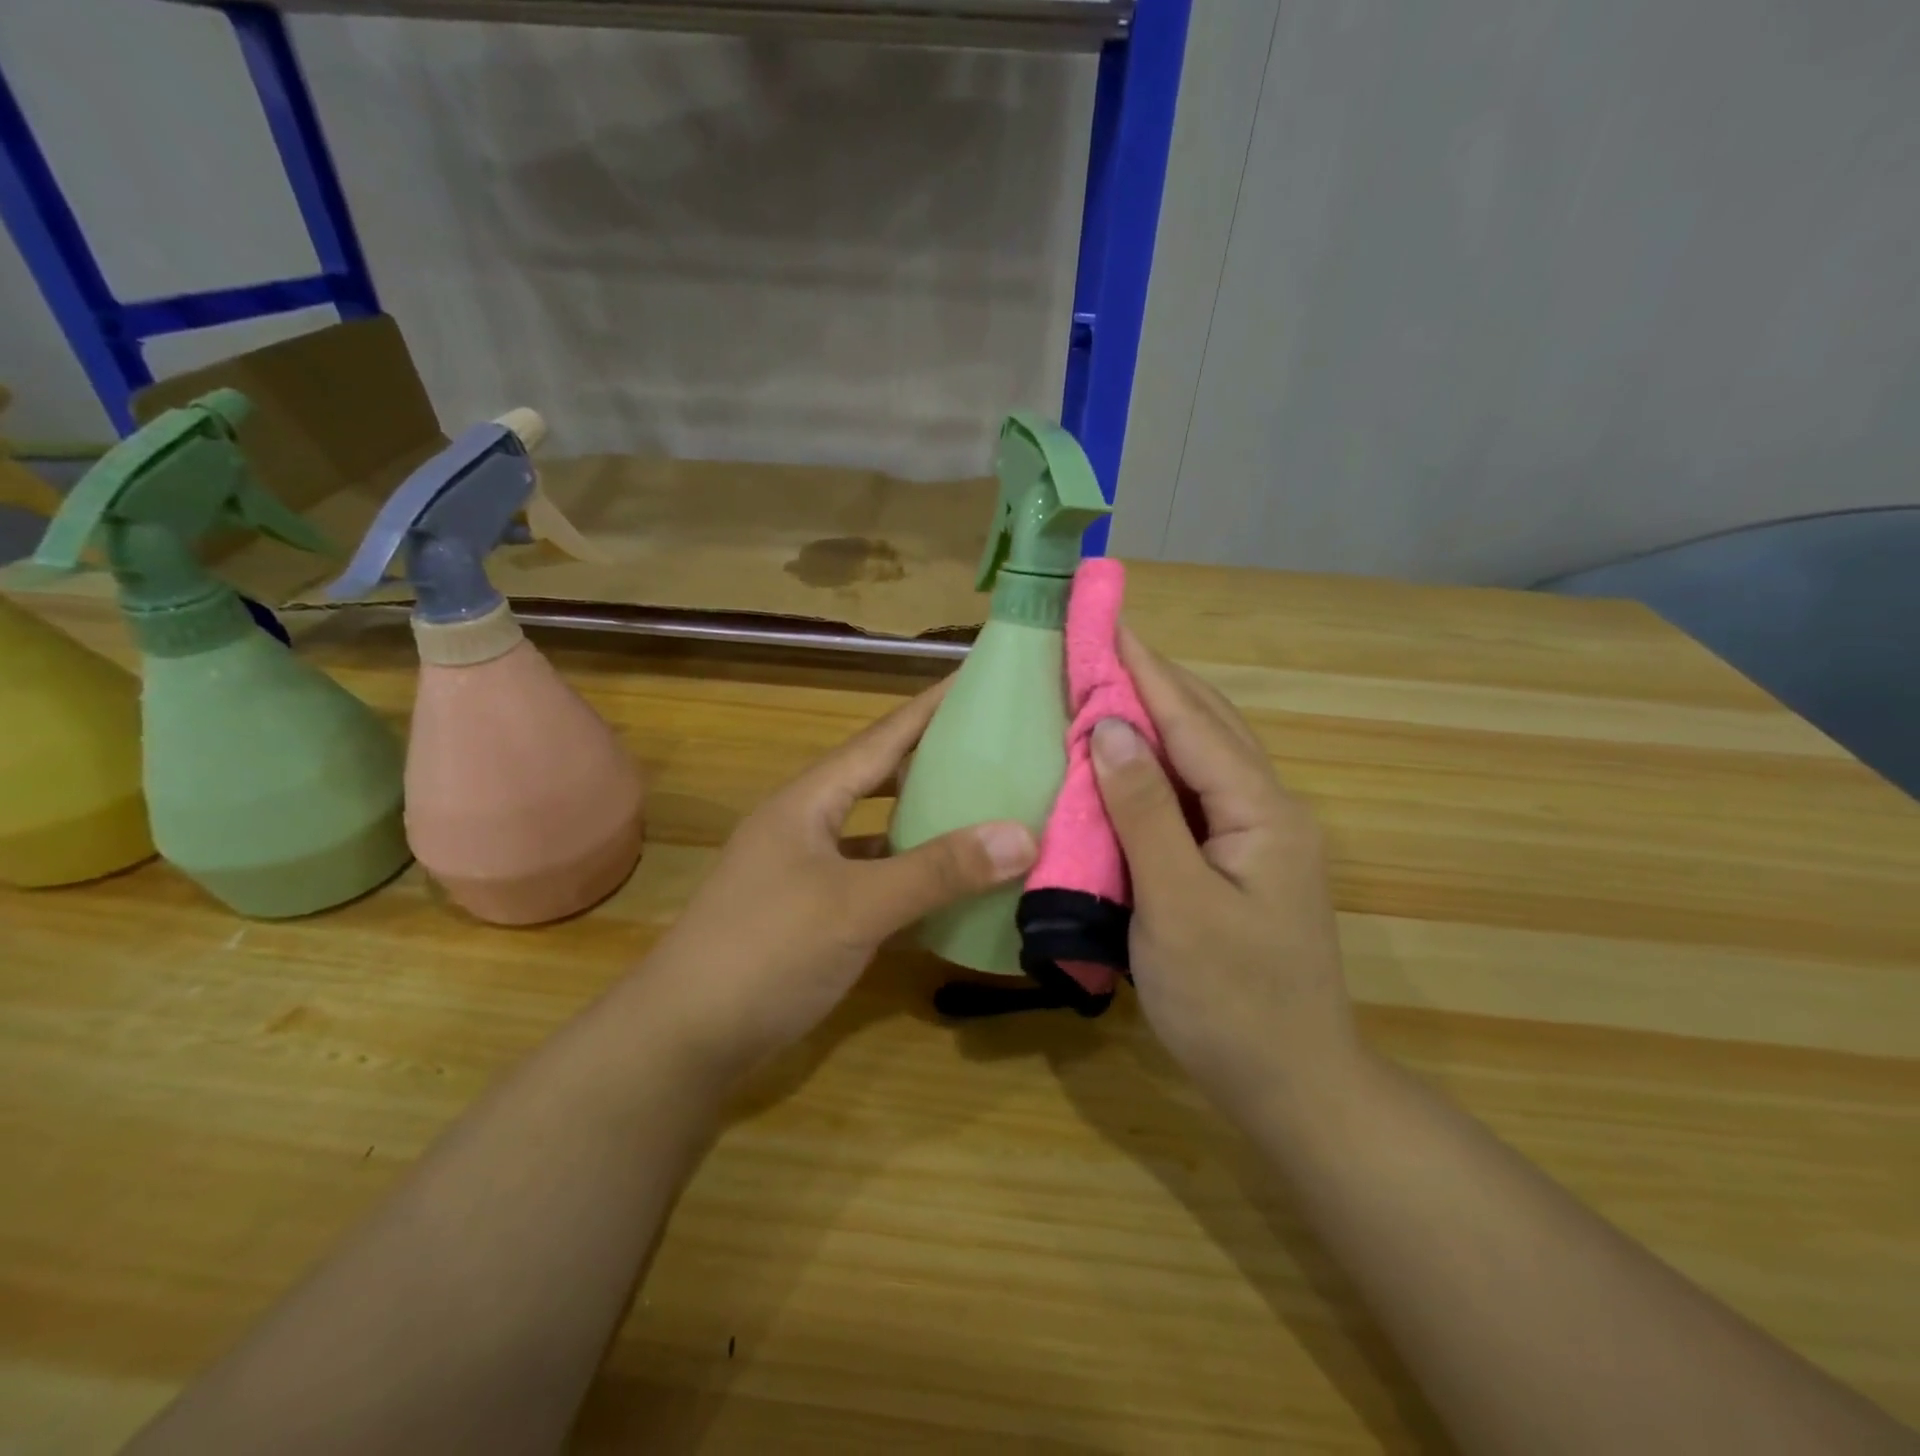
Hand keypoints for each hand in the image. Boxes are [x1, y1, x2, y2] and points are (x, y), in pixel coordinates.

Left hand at [639, 680, 1037, 1083]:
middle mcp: (807, 825)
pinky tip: (951, 887)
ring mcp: (807, 872)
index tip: (978, 680)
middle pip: (880, 778)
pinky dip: (912, 879)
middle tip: (996, 747)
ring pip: (879, 833)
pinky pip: (875, 881)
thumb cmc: (766, 951)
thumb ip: (937, 871)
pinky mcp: (813, 914)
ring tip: (984, 809)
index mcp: (809, 801)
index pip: (881, 737)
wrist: (685, 1039)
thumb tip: (1023, 834)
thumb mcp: (856, 906)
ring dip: (925, 822)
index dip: (930, 707)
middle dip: (933, 760)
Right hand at [1092, 629, 1356, 1115]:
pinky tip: (1128, 757)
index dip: (1145, 670)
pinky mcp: (1240, 860)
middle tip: (1099, 645)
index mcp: (1262, 811)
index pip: (1193, 722)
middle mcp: (1269, 809)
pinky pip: (1195, 792)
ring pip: (1204, 755)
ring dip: (1157, 715)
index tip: (1105, 623)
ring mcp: (1259, 835)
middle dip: (1154, 680)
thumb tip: (1112, 726)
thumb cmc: (1229, 1001)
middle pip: (1207, 725)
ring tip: (1108, 683)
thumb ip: (1144, 811)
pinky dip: (1158, 763)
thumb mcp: (1176, 905)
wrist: (1291, 1085)